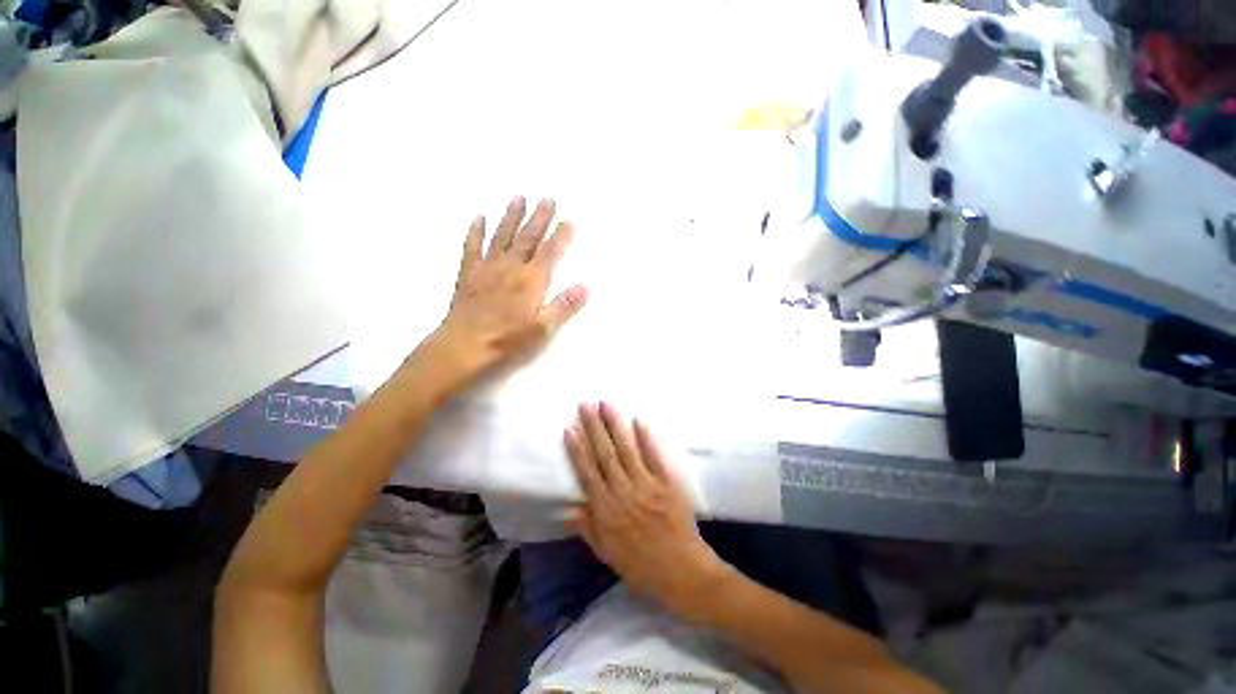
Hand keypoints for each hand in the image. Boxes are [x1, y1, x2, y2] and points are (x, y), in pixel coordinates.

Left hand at [431, 196, 586, 379]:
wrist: (464, 347)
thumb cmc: (508, 341)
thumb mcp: (543, 329)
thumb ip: (564, 306)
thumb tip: (586, 287)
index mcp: (531, 281)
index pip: (549, 253)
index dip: (560, 236)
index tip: (569, 220)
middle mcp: (510, 268)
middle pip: (528, 238)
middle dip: (539, 217)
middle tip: (547, 197)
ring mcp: (487, 268)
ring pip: (502, 236)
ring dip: (511, 216)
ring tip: (518, 197)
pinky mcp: (468, 274)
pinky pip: (472, 247)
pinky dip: (476, 231)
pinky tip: (479, 217)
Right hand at [565, 402, 727, 612]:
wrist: (683, 573)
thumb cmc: (642, 567)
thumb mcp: (608, 555)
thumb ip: (588, 529)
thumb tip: (568, 509)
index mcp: (606, 511)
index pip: (587, 473)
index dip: (577, 449)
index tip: (570, 428)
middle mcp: (623, 492)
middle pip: (605, 454)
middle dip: (594, 427)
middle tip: (586, 404)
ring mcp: (647, 485)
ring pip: (627, 450)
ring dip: (616, 425)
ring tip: (607, 404)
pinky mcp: (668, 483)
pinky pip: (655, 457)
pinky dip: (647, 438)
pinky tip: (639, 421)